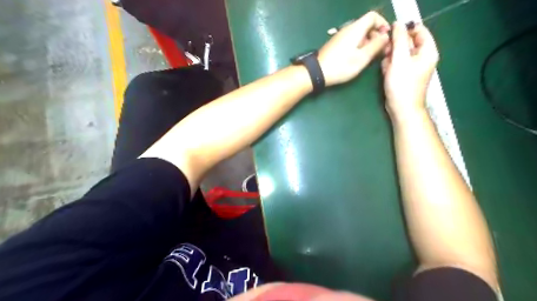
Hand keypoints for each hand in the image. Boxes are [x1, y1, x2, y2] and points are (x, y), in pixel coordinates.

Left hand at [318, 11, 390, 85]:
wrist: (317, 72)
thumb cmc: (341, 66)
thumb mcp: (362, 58)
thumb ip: (376, 45)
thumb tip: (385, 36)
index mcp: (356, 28)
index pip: (373, 16)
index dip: (383, 23)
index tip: (386, 37)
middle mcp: (348, 29)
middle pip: (366, 25)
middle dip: (376, 34)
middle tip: (380, 49)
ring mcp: (340, 36)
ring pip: (358, 33)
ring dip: (367, 41)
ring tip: (369, 56)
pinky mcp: (335, 44)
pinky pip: (351, 40)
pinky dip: (358, 45)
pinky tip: (357, 57)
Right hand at [381, 23, 435, 117]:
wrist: (402, 108)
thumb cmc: (402, 84)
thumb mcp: (399, 59)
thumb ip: (399, 40)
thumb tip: (397, 24)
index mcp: (427, 51)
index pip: (419, 30)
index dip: (404, 30)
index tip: (390, 37)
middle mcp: (422, 57)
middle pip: (408, 42)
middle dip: (395, 47)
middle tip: (387, 54)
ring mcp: (413, 67)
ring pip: (399, 53)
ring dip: (390, 58)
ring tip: (387, 67)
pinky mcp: (405, 75)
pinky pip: (396, 64)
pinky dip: (390, 66)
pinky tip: (386, 73)